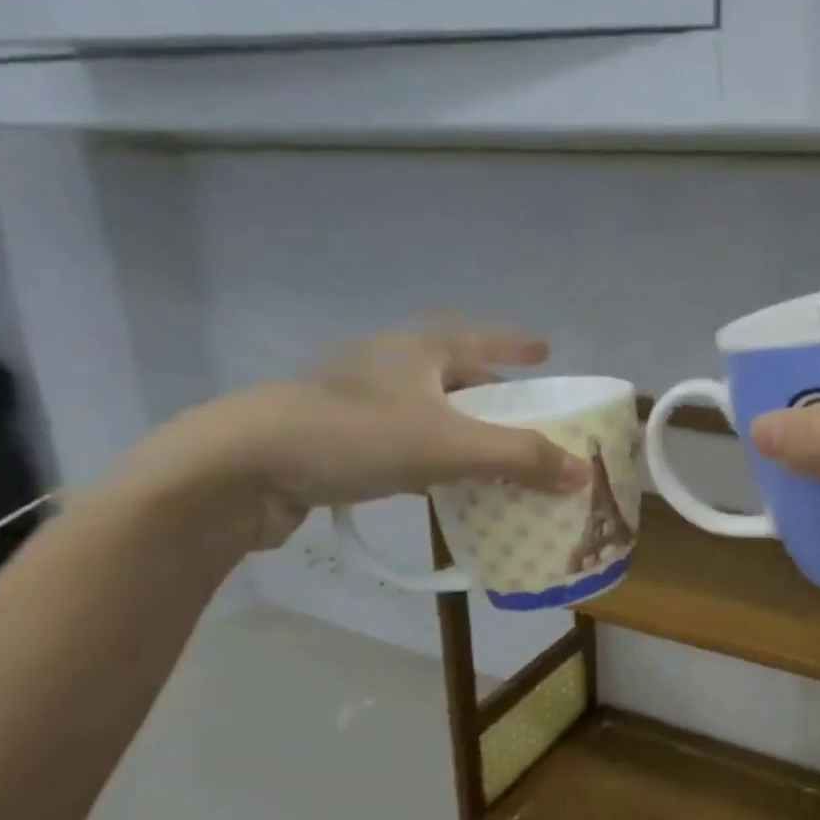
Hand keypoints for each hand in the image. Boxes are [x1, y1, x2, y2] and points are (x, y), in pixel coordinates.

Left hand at [125, 326, 590, 549]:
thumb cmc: (353, 438)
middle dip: (487, 387)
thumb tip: (583, 473)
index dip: (515, 343)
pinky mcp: (328, 440)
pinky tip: (434, 480)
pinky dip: (426, 455)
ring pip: (421, 408)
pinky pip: (396, 441)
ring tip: (485, 447)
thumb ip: (521, 458)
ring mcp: (352, 403)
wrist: (235, 468)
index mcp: (416, 352)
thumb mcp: (449, 447)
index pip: (479, 339)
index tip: (545, 349)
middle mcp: (385, 368)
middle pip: (450, 371)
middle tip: (518, 406)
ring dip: (456, 425)